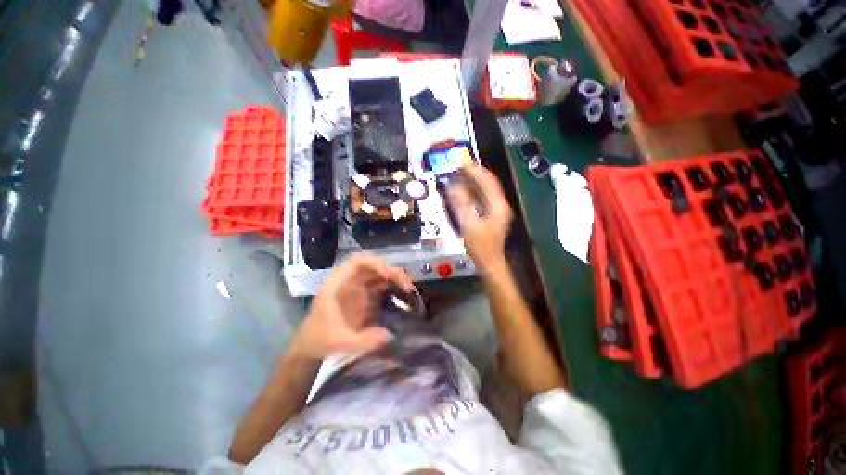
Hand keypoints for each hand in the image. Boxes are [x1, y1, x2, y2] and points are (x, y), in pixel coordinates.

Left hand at [289, 253, 413, 359]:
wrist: (310, 346)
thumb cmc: (320, 340)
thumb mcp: (340, 343)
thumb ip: (363, 341)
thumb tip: (390, 334)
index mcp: (337, 284)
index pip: (357, 262)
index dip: (374, 263)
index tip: (388, 274)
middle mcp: (348, 281)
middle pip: (373, 266)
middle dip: (390, 271)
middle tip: (405, 284)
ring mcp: (357, 287)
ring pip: (378, 274)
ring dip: (394, 277)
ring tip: (407, 287)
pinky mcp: (363, 296)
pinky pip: (380, 284)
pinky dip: (392, 285)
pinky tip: (402, 293)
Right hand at [447, 164, 512, 274]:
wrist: (489, 262)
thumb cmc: (480, 246)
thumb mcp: (468, 225)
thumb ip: (461, 204)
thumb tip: (453, 186)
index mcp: (498, 206)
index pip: (488, 182)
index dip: (476, 171)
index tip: (463, 164)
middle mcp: (500, 205)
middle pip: (489, 184)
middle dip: (475, 174)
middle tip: (460, 167)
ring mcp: (498, 210)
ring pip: (487, 190)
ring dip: (475, 182)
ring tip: (461, 175)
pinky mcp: (493, 215)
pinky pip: (484, 198)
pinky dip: (475, 192)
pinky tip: (466, 190)